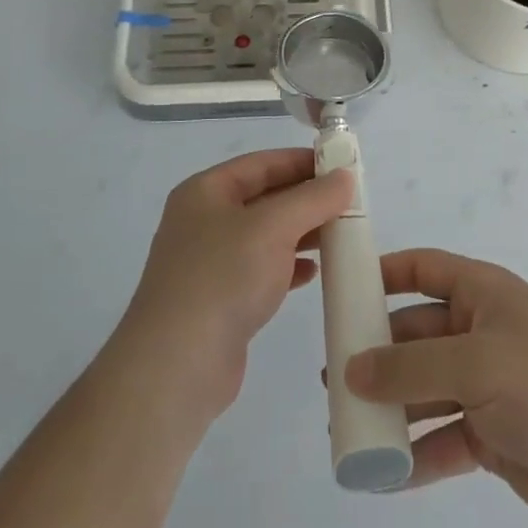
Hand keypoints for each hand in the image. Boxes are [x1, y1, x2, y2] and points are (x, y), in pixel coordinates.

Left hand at [117, 149, 351, 421]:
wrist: (177, 366)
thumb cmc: (223, 278)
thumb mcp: (273, 227)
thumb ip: (312, 198)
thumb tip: (344, 176)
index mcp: (205, 191)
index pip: (261, 164)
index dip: (301, 161)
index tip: (342, 166)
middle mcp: (204, 221)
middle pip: (264, 198)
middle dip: (306, 199)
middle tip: (350, 203)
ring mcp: (209, 262)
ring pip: (265, 236)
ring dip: (302, 233)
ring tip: (340, 235)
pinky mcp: (220, 300)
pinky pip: (261, 270)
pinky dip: (288, 267)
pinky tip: (313, 273)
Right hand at [344, 249, 527, 527]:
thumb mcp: (474, 365)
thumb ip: (409, 368)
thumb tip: (351, 370)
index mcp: (483, 295)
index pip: (424, 270)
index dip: (384, 274)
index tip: (342, 291)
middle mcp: (481, 333)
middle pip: (417, 334)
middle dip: (378, 353)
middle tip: (333, 375)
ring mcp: (487, 386)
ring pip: (425, 389)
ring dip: (390, 407)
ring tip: (345, 424)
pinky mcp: (492, 435)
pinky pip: (442, 438)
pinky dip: (415, 454)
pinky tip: (381, 474)